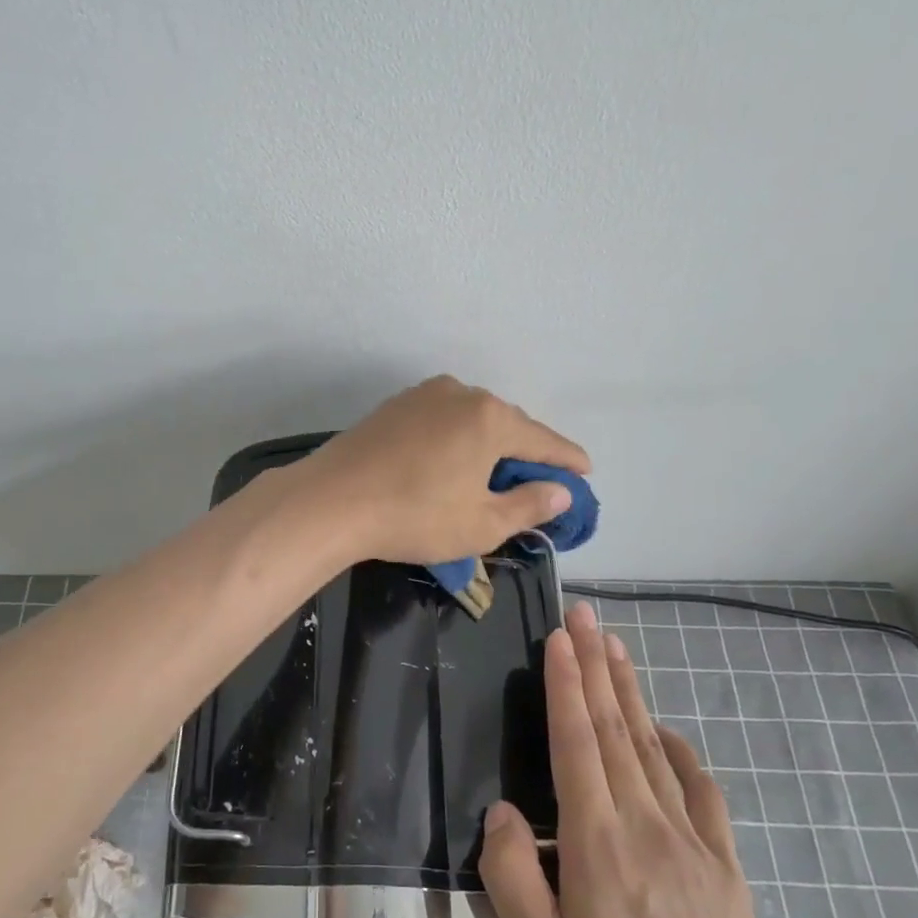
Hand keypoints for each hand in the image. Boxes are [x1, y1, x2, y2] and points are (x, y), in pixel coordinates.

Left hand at [297, 376, 588, 565]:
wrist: (331, 501)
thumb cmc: (414, 516)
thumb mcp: (481, 524)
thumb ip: (528, 505)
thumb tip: (559, 491)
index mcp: (490, 418)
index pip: (543, 441)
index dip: (567, 459)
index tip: (586, 471)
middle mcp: (460, 394)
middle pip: (508, 424)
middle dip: (526, 452)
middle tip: (539, 481)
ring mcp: (422, 395)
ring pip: (472, 419)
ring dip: (489, 444)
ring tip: (495, 473)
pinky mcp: (394, 406)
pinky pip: (442, 420)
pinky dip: (457, 439)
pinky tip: (452, 461)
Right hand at [480, 603, 897, 917]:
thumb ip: (514, 880)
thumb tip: (504, 813)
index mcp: (599, 844)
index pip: (577, 743)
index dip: (566, 684)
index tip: (559, 637)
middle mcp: (646, 824)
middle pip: (614, 728)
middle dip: (596, 665)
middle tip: (584, 615)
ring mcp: (692, 840)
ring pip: (651, 745)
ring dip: (629, 691)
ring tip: (614, 646)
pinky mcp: (723, 864)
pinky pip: (697, 787)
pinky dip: (676, 747)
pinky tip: (664, 729)